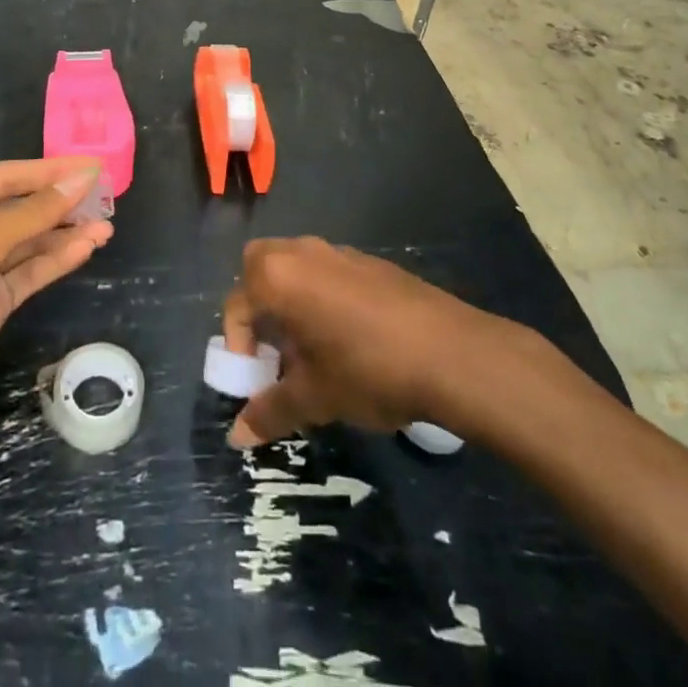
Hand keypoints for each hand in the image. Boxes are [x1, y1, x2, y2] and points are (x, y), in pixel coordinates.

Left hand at [0, 158, 110, 450]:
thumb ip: (31, 214)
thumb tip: (80, 180)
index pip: (4, 179)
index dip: (49, 171)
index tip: (92, 167)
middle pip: (18, 210)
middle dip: (59, 203)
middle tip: (106, 196)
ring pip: (27, 244)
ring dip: (64, 234)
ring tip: (106, 226)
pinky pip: (27, 275)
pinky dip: (55, 262)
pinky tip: (85, 249)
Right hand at [222, 236, 499, 447]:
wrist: (451, 352)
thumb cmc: (369, 370)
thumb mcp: (315, 397)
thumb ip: (271, 410)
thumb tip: (236, 436)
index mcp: (278, 277)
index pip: (237, 304)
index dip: (237, 344)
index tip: (256, 378)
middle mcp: (302, 253)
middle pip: (260, 266)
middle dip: (258, 304)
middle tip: (276, 348)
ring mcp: (338, 252)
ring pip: (296, 265)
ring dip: (291, 298)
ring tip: (312, 348)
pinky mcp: (370, 261)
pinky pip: (329, 271)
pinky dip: (323, 296)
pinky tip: (349, 338)